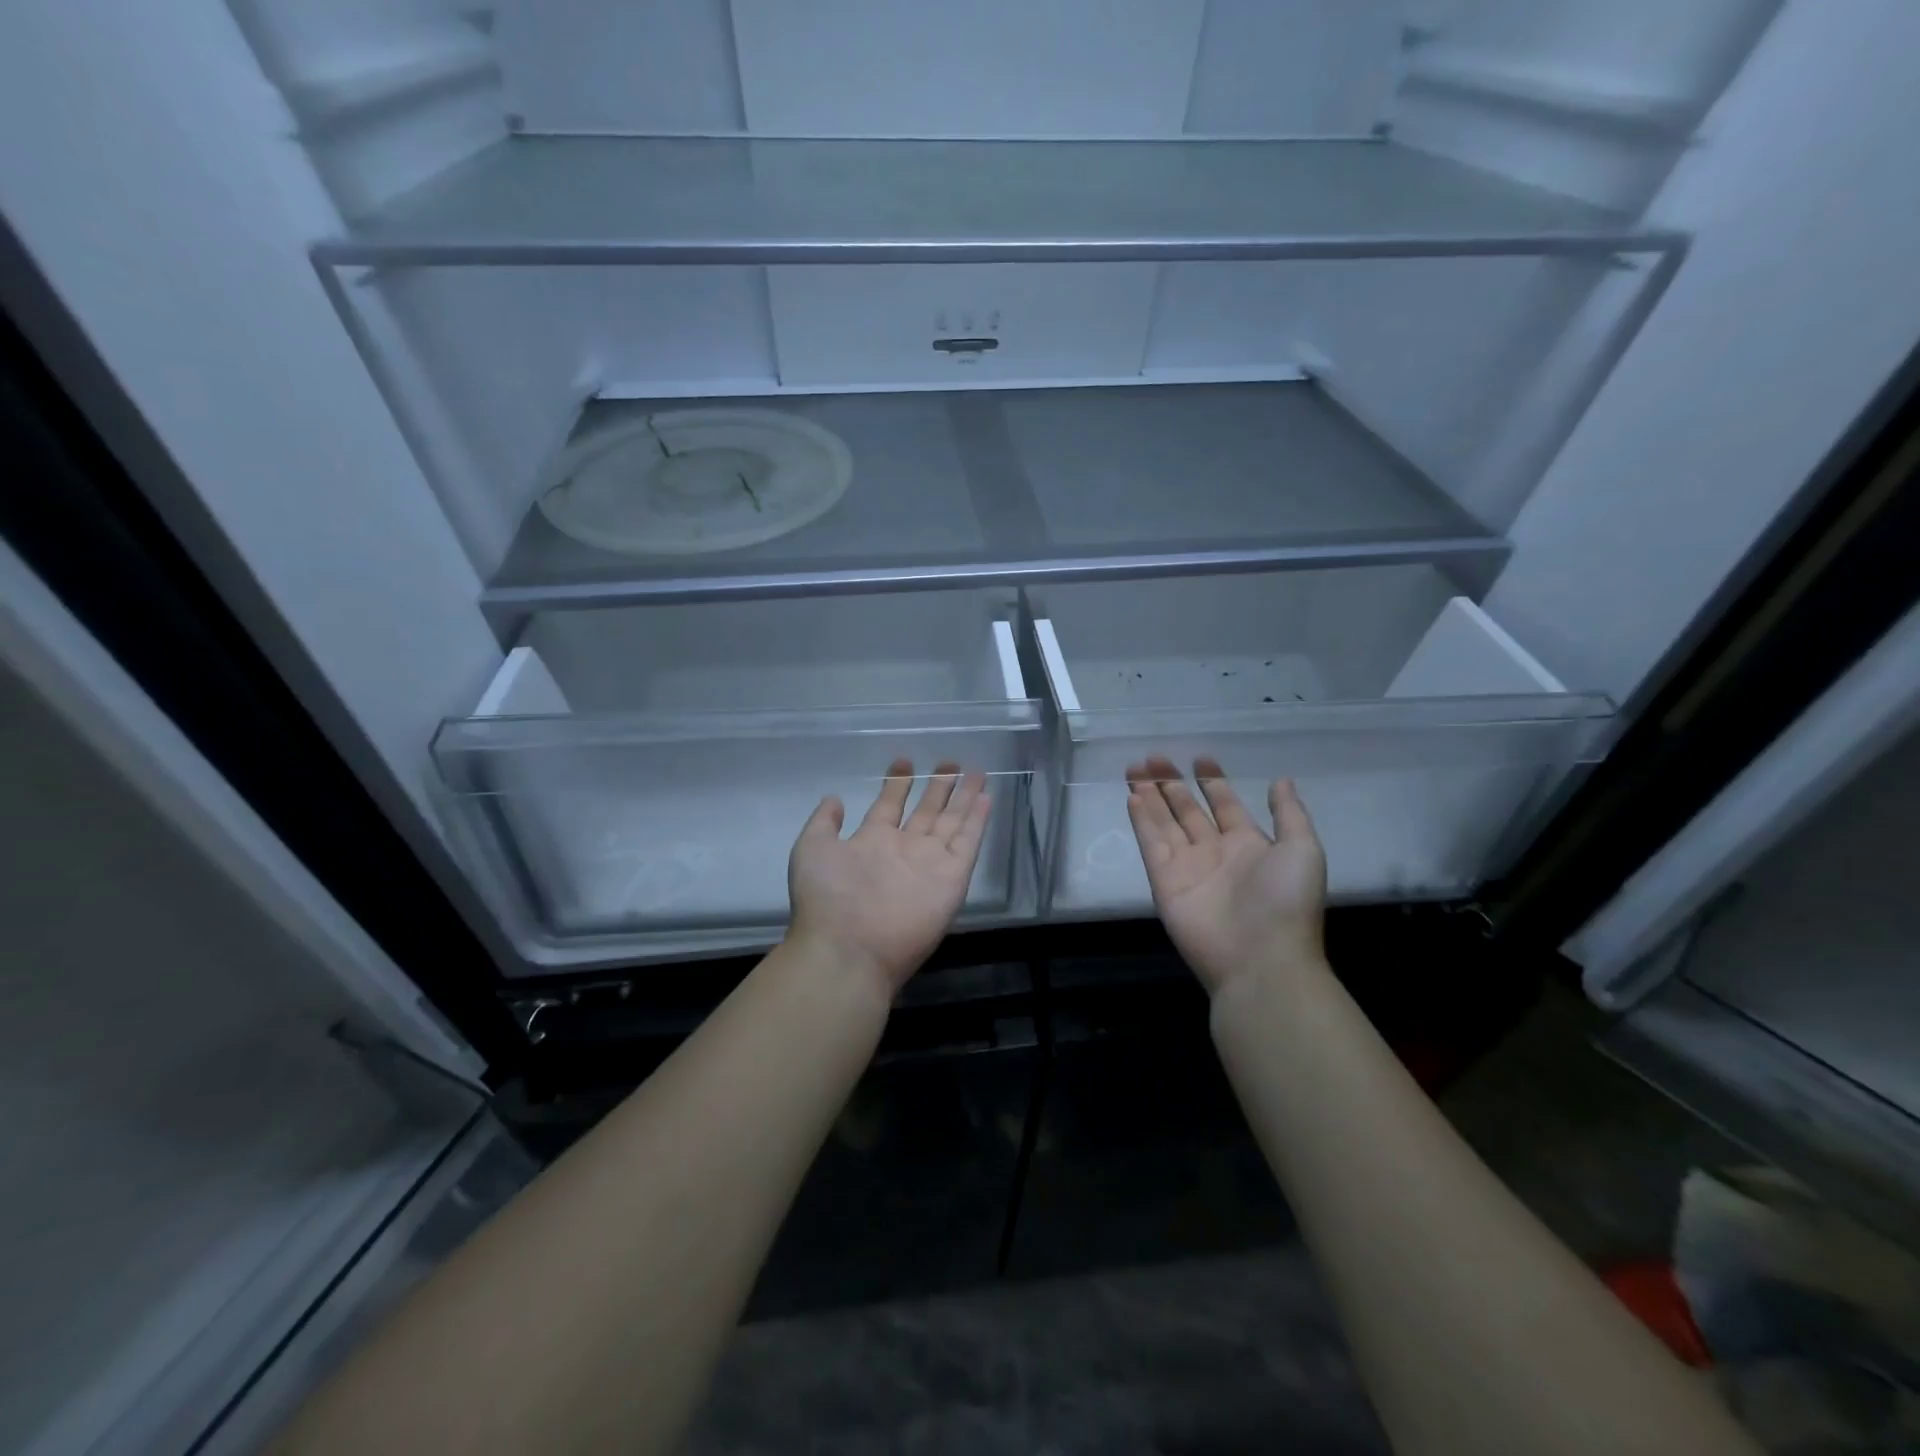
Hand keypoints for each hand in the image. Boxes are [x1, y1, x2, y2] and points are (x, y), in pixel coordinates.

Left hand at [787, 759, 990, 995]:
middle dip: (938, 787)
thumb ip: (824, 823)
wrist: (849, 948)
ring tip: (976, 772)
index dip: (898, 784)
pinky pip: (968, 844)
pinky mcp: (952, 879)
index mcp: (872, 842)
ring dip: (963, 798)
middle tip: (951, 762)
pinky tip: (985, 799)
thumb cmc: (827, 897)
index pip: (889, 806)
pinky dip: (977, 821)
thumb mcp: (812, 849)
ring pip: (951, 823)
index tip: (904, 761)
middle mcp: (904, 850)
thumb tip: (834, 799)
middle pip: (927, 812)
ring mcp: (930, 864)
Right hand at [1125, 755, 1326, 996]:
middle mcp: (1215, 852)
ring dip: (1150, 796)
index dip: (1213, 782)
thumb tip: (1281, 779)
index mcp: (1249, 844)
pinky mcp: (1164, 881)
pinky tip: (1133, 798)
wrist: (1260, 959)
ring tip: (1135, 769)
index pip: (1225, 805)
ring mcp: (1187, 866)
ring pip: (1164, 823)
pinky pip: (1151, 844)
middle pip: (1187, 810)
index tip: (1200, 758)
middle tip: (1154, 757)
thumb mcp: (1302, 849)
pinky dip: (1142, 821)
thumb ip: (1289, 813)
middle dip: (1172, 783)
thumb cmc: (1286, 901)